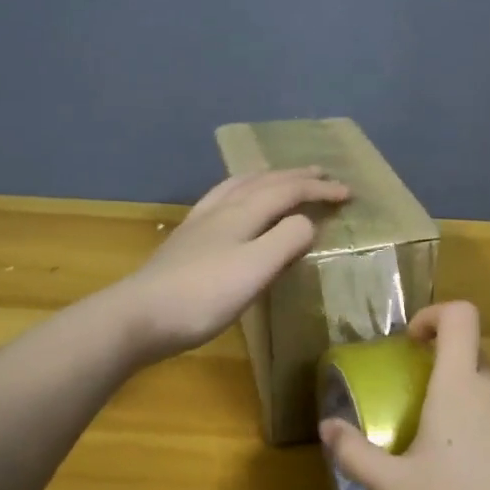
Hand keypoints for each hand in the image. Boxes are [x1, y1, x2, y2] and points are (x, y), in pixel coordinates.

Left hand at [118, 168, 350, 360]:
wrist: (140, 315)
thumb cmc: (204, 295)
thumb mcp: (256, 269)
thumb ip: (286, 240)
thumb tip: (307, 223)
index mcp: (243, 213)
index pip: (288, 191)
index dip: (319, 190)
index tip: (348, 194)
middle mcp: (222, 208)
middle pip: (264, 182)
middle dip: (296, 177)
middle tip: (322, 174)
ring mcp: (200, 222)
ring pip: (239, 186)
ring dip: (267, 178)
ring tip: (280, 178)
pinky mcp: (186, 239)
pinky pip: (222, 199)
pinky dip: (241, 191)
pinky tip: (234, 204)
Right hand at [321, 302, 489, 489]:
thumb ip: (357, 454)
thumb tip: (326, 427)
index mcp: (462, 386)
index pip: (459, 316)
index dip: (436, 316)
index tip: (418, 342)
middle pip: (477, 365)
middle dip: (454, 384)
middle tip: (437, 430)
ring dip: (488, 418)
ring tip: (478, 471)